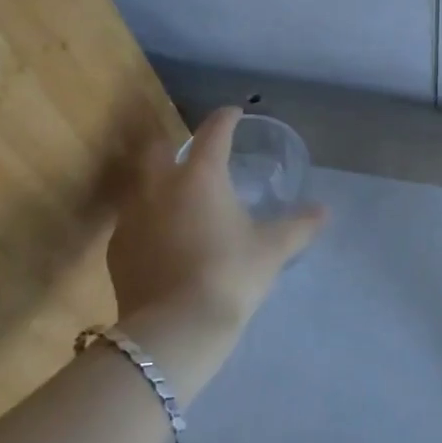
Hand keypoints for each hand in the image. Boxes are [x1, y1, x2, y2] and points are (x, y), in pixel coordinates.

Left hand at [98, 107, 325, 398]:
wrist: (175, 329)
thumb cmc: (230, 275)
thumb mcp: (272, 249)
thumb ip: (299, 225)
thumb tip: (324, 210)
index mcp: (200, 176)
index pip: (213, 133)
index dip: (226, 119)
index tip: (234, 113)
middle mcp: (159, 186)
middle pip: (158, 149)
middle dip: (176, 145)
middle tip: (197, 157)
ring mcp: (131, 217)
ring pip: (140, 185)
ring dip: (159, 183)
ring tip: (180, 199)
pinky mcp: (117, 248)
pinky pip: (132, 220)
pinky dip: (149, 219)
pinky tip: (164, 238)